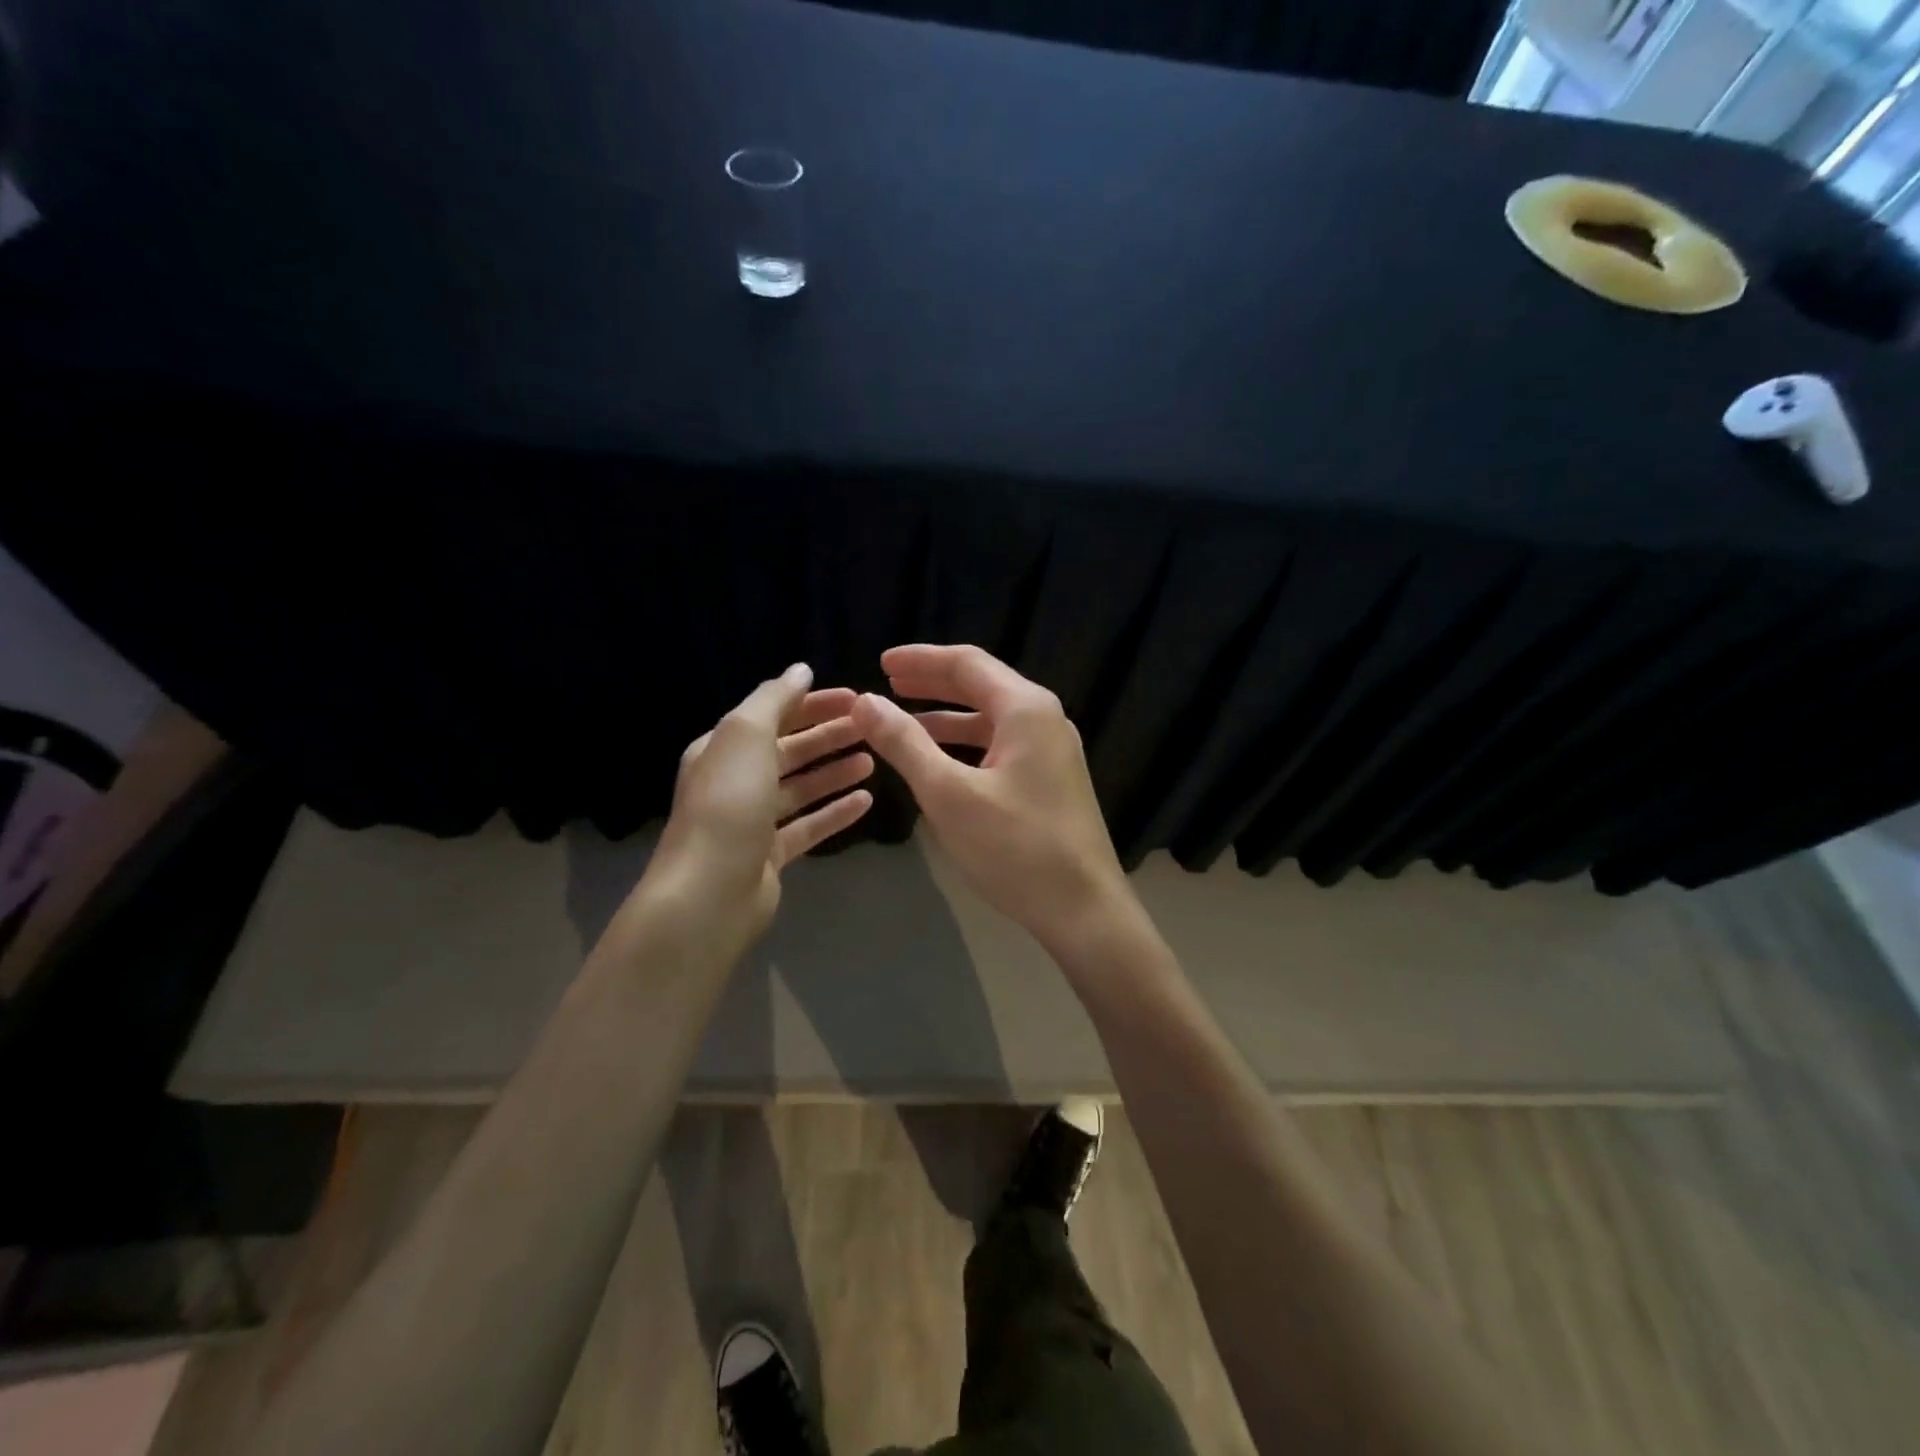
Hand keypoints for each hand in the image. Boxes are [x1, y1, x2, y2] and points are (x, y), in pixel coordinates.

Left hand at [647, 663, 874, 945]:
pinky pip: (809, 825)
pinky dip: (835, 812)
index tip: (857, 697)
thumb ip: (774, 699)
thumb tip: (801, 669)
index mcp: (723, 748)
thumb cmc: (728, 804)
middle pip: (790, 750)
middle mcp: (736, 780)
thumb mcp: (745, 735)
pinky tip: (867, 802)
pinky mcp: (771, 855)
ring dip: (835, 772)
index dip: (814, 703)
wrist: (709, 893)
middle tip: (873, 727)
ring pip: (802, 788)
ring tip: (874, 761)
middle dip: (830, 735)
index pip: (774, 715)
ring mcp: (753, 821)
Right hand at [851, 645, 1131, 951]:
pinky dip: (966, 745)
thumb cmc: (1015, 849)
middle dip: (932, 683)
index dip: (920, 660)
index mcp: (1026, 709)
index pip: (967, 663)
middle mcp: (1044, 719)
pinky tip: (939, 761)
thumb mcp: (949, 794)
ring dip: (946, 717)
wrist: (1084, 910)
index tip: (880, 663)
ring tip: (902, 721)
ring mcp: (1052, 750)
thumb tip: (865, 701)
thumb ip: (905, 743)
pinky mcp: (1051, 779)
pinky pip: (1001, 746)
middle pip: (981, 685)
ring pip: (990, 718)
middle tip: (887, 683)